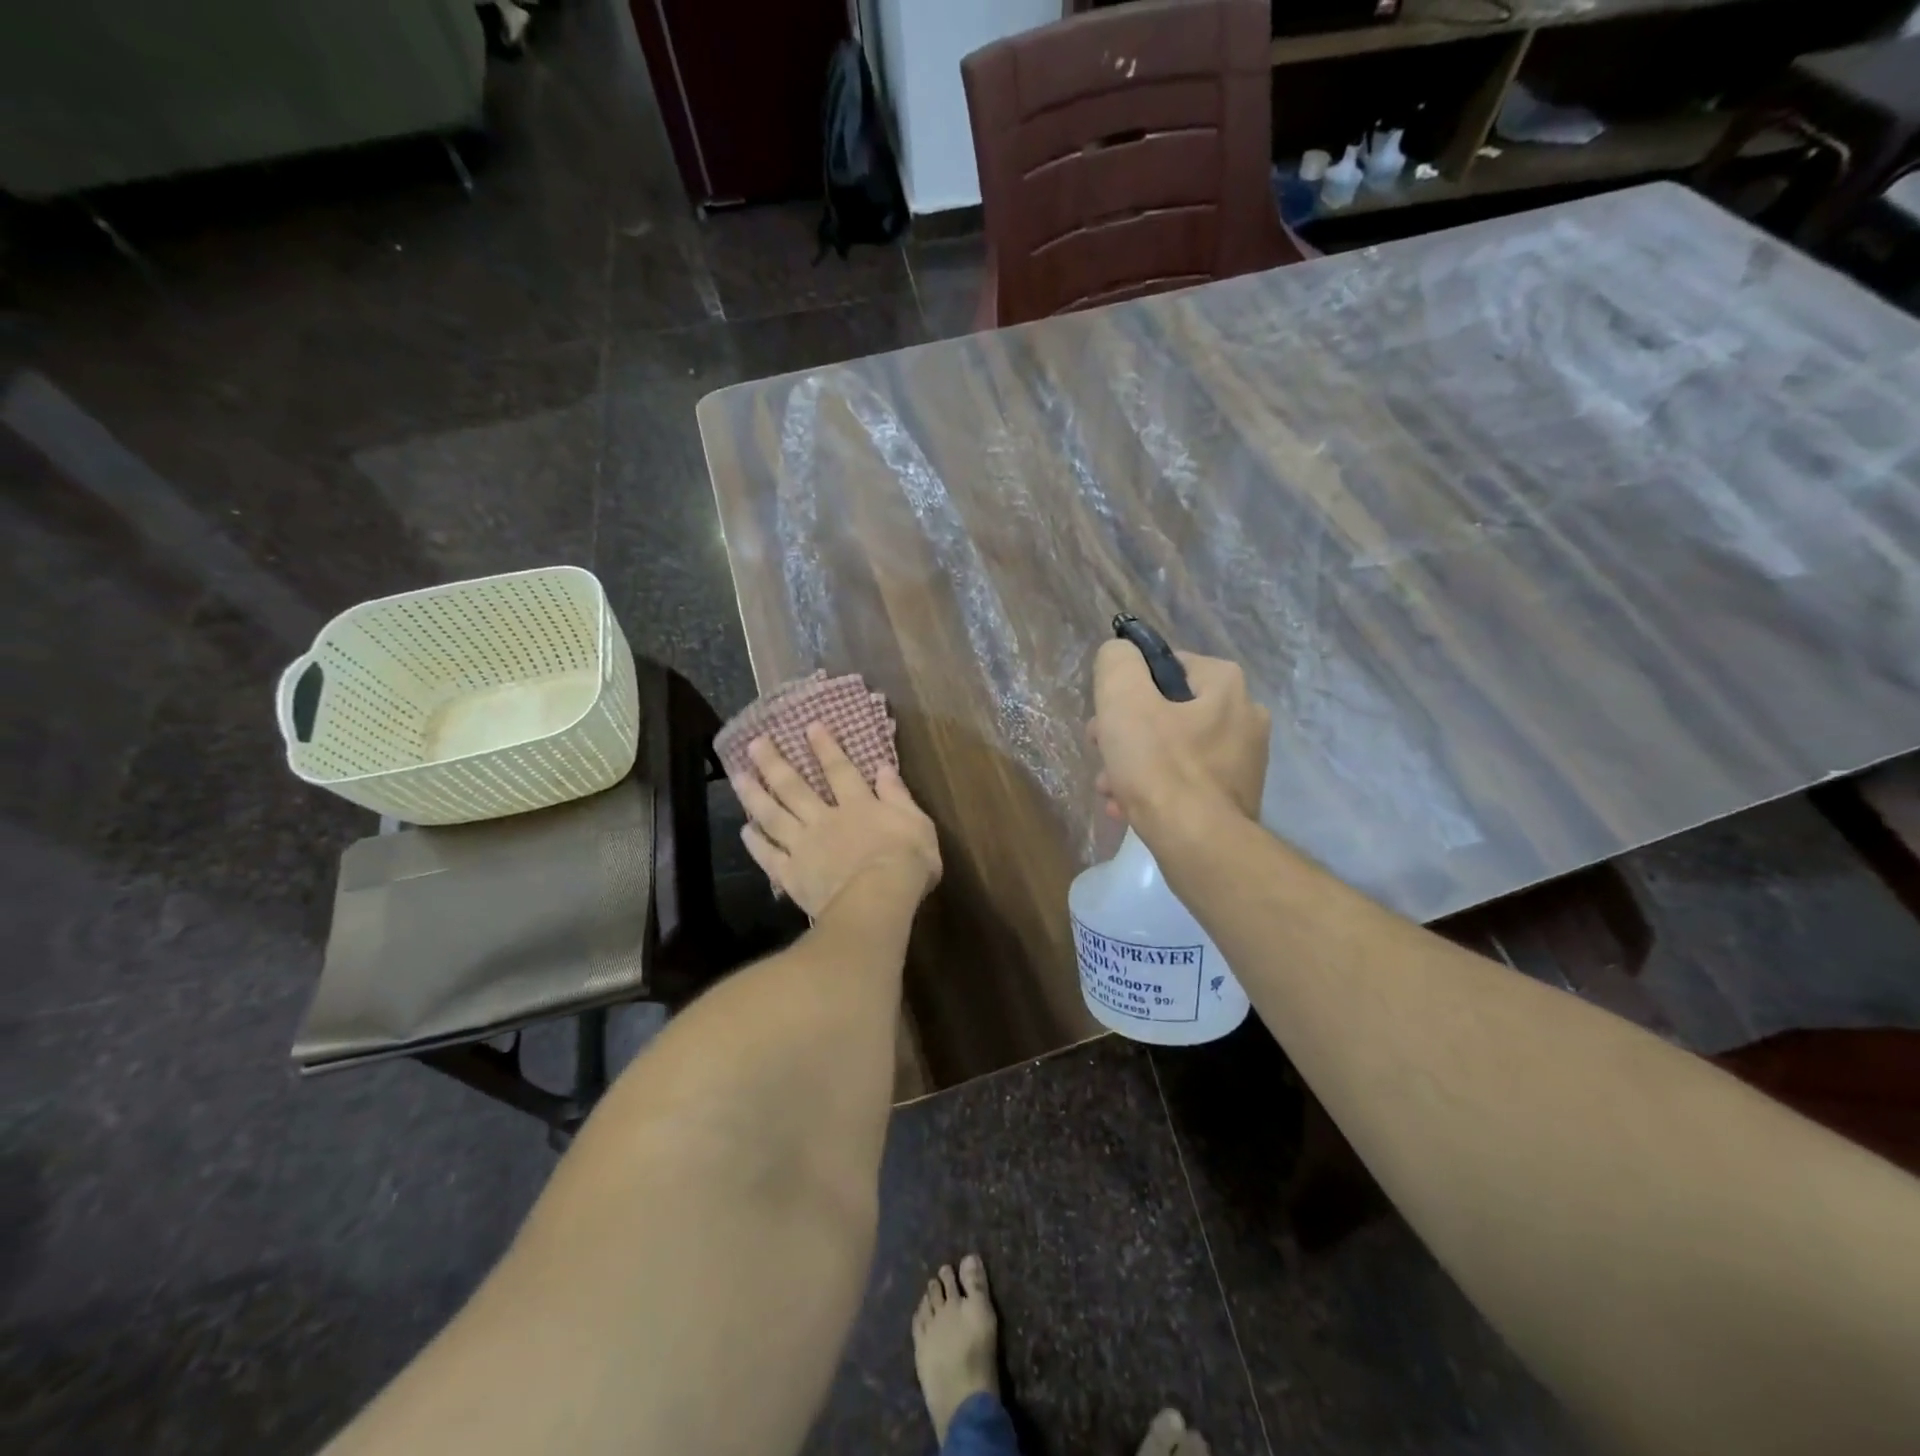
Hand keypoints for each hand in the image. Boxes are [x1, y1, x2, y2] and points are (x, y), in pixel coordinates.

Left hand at [732, 724, 941, 919]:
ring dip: (753, 795)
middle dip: (774, 763)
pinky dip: (755, 843)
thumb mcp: (916, 822)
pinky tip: (744, 830)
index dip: (825, 747)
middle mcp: (825, 819)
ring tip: (738, 776)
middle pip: (794, 787)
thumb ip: (898, 795)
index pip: (839, 769)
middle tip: (754, 743)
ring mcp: (804, 847)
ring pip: (773, 816)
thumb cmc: (907, 862)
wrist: (878, 899)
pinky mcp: (792, 875)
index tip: (809, 726)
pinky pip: (769, 856)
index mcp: (858, 805)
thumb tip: (883, 767)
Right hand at [1089, 641, 1269, 838]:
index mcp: (1226, 685)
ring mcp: (1243, 761)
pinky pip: (1186, 782)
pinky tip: (1130, 809)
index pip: (1167, 665)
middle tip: (1102, 754)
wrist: (1200, 847)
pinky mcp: (1234, 798)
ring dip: (1135, 765)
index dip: (1128, 689)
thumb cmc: (1161, 768)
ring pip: (1172, 750)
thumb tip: (1119, 655)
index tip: (1106, 717)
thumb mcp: (1124, 701)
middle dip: (1125, 733)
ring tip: (1111, 789)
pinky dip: (1156, 790)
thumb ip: (1117, 664)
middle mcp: (1244, 716)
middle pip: (1166, 711)